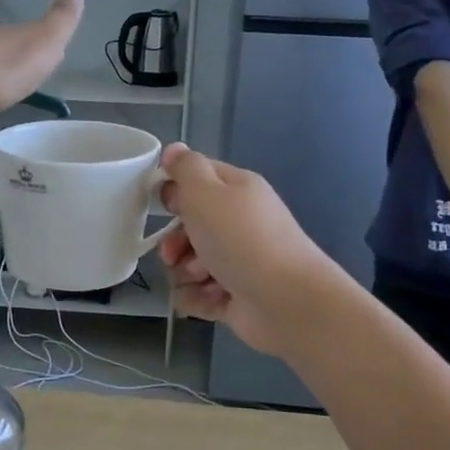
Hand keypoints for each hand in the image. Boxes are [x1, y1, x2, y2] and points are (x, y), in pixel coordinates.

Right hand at [155, 145, 331, 357]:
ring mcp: (237, 261)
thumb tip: (174, 150)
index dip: (175, 190)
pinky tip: (213, 299)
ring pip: (188, 263)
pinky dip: (199, 298)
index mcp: (235, 190)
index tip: (164, 204)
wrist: (286, 300)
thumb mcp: (206, 192)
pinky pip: (199, 294)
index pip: (196, 179)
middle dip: (174, 242)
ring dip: (185, 273)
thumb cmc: (242, 239)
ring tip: (202, 279)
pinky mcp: (234, 296)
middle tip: (173, 254)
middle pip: (188, 227)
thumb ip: (185, 168)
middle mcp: (237, 223)